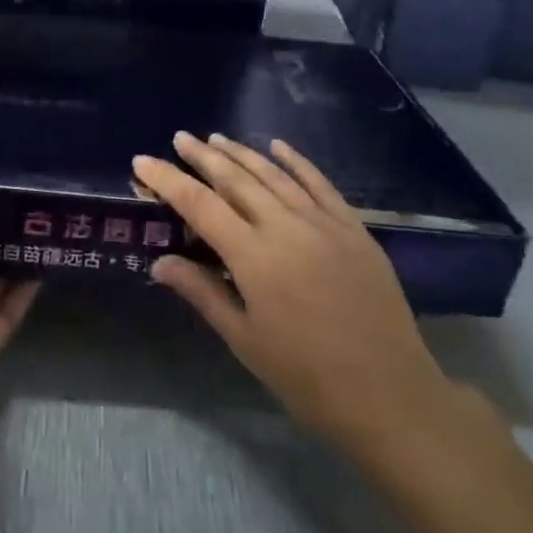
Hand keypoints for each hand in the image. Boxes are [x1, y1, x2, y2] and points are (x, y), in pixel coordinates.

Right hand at [135, 133, 463, 466]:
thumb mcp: (244, 340)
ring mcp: (324, 223)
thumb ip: (202, 292)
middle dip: (203, 156)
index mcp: (253, 256)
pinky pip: (320, 183)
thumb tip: (160, 262)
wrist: (390, 394)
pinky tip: (278, 146)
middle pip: (236, 179)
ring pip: (274, 175)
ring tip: (217, 138)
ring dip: (243, 153)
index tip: (142, 160)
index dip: (168, 180)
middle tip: (181, 137)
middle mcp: (285, 227)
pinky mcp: (354, 228)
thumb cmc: (306, 376)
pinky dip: (296, 161)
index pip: (199, 205)